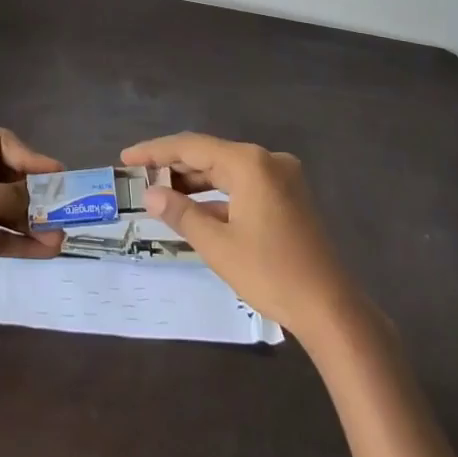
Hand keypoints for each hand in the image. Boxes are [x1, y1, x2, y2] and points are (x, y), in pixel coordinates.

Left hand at [0, 128, 64, 324]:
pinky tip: (44, 250)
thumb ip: (12, 194)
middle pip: (3, 173)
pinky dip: (17, 239)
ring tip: (59, 237)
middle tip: (62, 207)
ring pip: (2, 206)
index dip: (30, 157)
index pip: (0, 142)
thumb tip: (36, 199)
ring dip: (29, 220)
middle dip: (32, 193)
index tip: (58, 176)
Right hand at [121, 132, 364, 345]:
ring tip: (160, 194)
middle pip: (210, 155)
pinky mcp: (289, 198)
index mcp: (249, 163)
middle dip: (174, 167)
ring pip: (227, 172)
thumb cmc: (270, 273)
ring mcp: (282, 178)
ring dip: (195, 182)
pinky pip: (244, 186)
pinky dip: (219, 196)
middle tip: (138, 177)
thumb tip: (150, 194)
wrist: (330, 309)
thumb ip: (181, 213)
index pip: (192, 147)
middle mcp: (267, 161)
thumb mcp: (217, 245)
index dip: (155, 151)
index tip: (127, 158)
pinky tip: (195, 211)